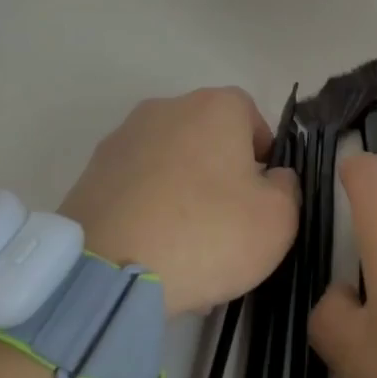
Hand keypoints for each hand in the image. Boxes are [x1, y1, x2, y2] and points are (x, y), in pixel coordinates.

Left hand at [58, 88, 298, 316]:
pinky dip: (148, 210)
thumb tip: (271, 177)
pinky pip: (136, 188)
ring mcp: (121, 139)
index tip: (262, 193)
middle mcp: (166, 109)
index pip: (250, 115)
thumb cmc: (208, 233)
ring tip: (187, 248)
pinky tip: (153, 252)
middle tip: (227, 223)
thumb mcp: (279, 219)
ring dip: (182, 193)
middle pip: (206, 137)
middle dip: (220, 173)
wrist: (109, 271)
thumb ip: (286, 187)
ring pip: (169, 164)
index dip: (262, 153)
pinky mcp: (90, 174)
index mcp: (215, 107)